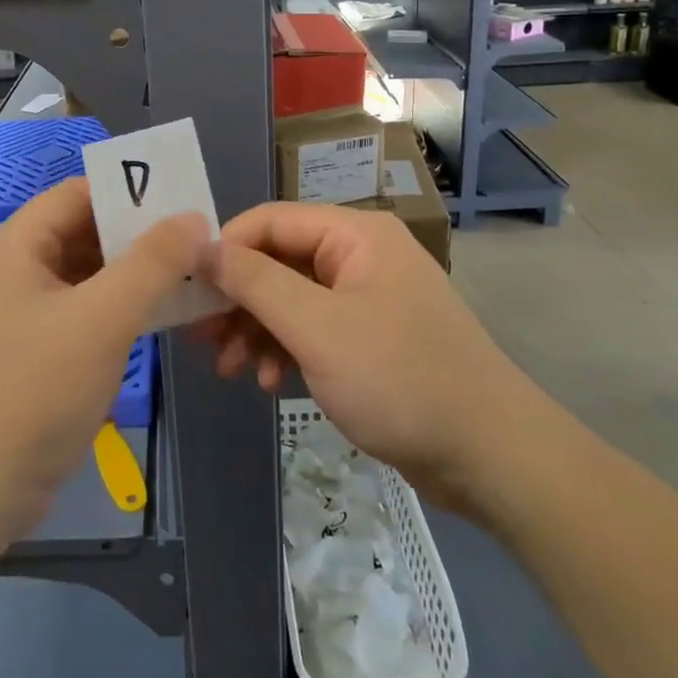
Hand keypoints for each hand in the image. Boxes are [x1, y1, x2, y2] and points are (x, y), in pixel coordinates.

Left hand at [0, 178, 206, 536]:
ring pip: (85, 276)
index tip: (184, 205)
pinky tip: (157, 319)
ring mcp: (19, 313)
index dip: (130, 193)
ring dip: (132, 276)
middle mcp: (13, 270)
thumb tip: (192, 218)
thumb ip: (152, 263)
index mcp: (15, 246)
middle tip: (196, 246)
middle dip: (138, 238)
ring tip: (189, 279)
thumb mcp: (102, 319)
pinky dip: (117, 310)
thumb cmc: (34, 391)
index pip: (78, 194)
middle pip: (83, 233)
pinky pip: (80, 312)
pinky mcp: (30, 351)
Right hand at [200, 202, 554, 519]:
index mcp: (354, 235)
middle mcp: (358, 256)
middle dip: (237, 299)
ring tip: (230, 370)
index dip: (224, 250)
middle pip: (277, 261)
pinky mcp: (368, 339)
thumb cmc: (400, 379)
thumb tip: (202, 246)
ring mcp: (365, 299)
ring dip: (255, 330)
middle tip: (199, 337)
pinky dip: (284, 350)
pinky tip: (269, 382)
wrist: (490, 456)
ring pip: (289, 299)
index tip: (187, 291)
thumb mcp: (317, 328)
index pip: (269, 221)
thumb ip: (255, 282)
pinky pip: (311, 330)